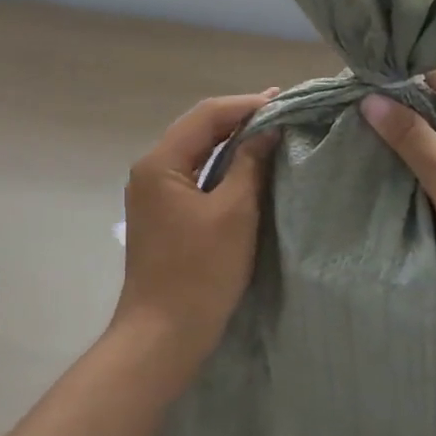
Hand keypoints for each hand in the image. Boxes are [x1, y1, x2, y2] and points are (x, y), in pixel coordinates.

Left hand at [115, 91, 279, 383]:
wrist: (163, 336)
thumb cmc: (200, 272)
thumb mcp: (234, 213)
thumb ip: (250, 164)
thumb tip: (269, 129)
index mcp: (160, 163)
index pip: (206, 115)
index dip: (246, 104)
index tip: (284, 100)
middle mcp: (150, 170)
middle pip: (198, 129)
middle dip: (239, 119)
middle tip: (282, 111)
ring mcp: (153, 194)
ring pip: (196, 152)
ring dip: (232, 142)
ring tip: (271, 131)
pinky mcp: (163, 215)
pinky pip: (195, 176)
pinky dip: (222, 167)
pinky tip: (248, 166)